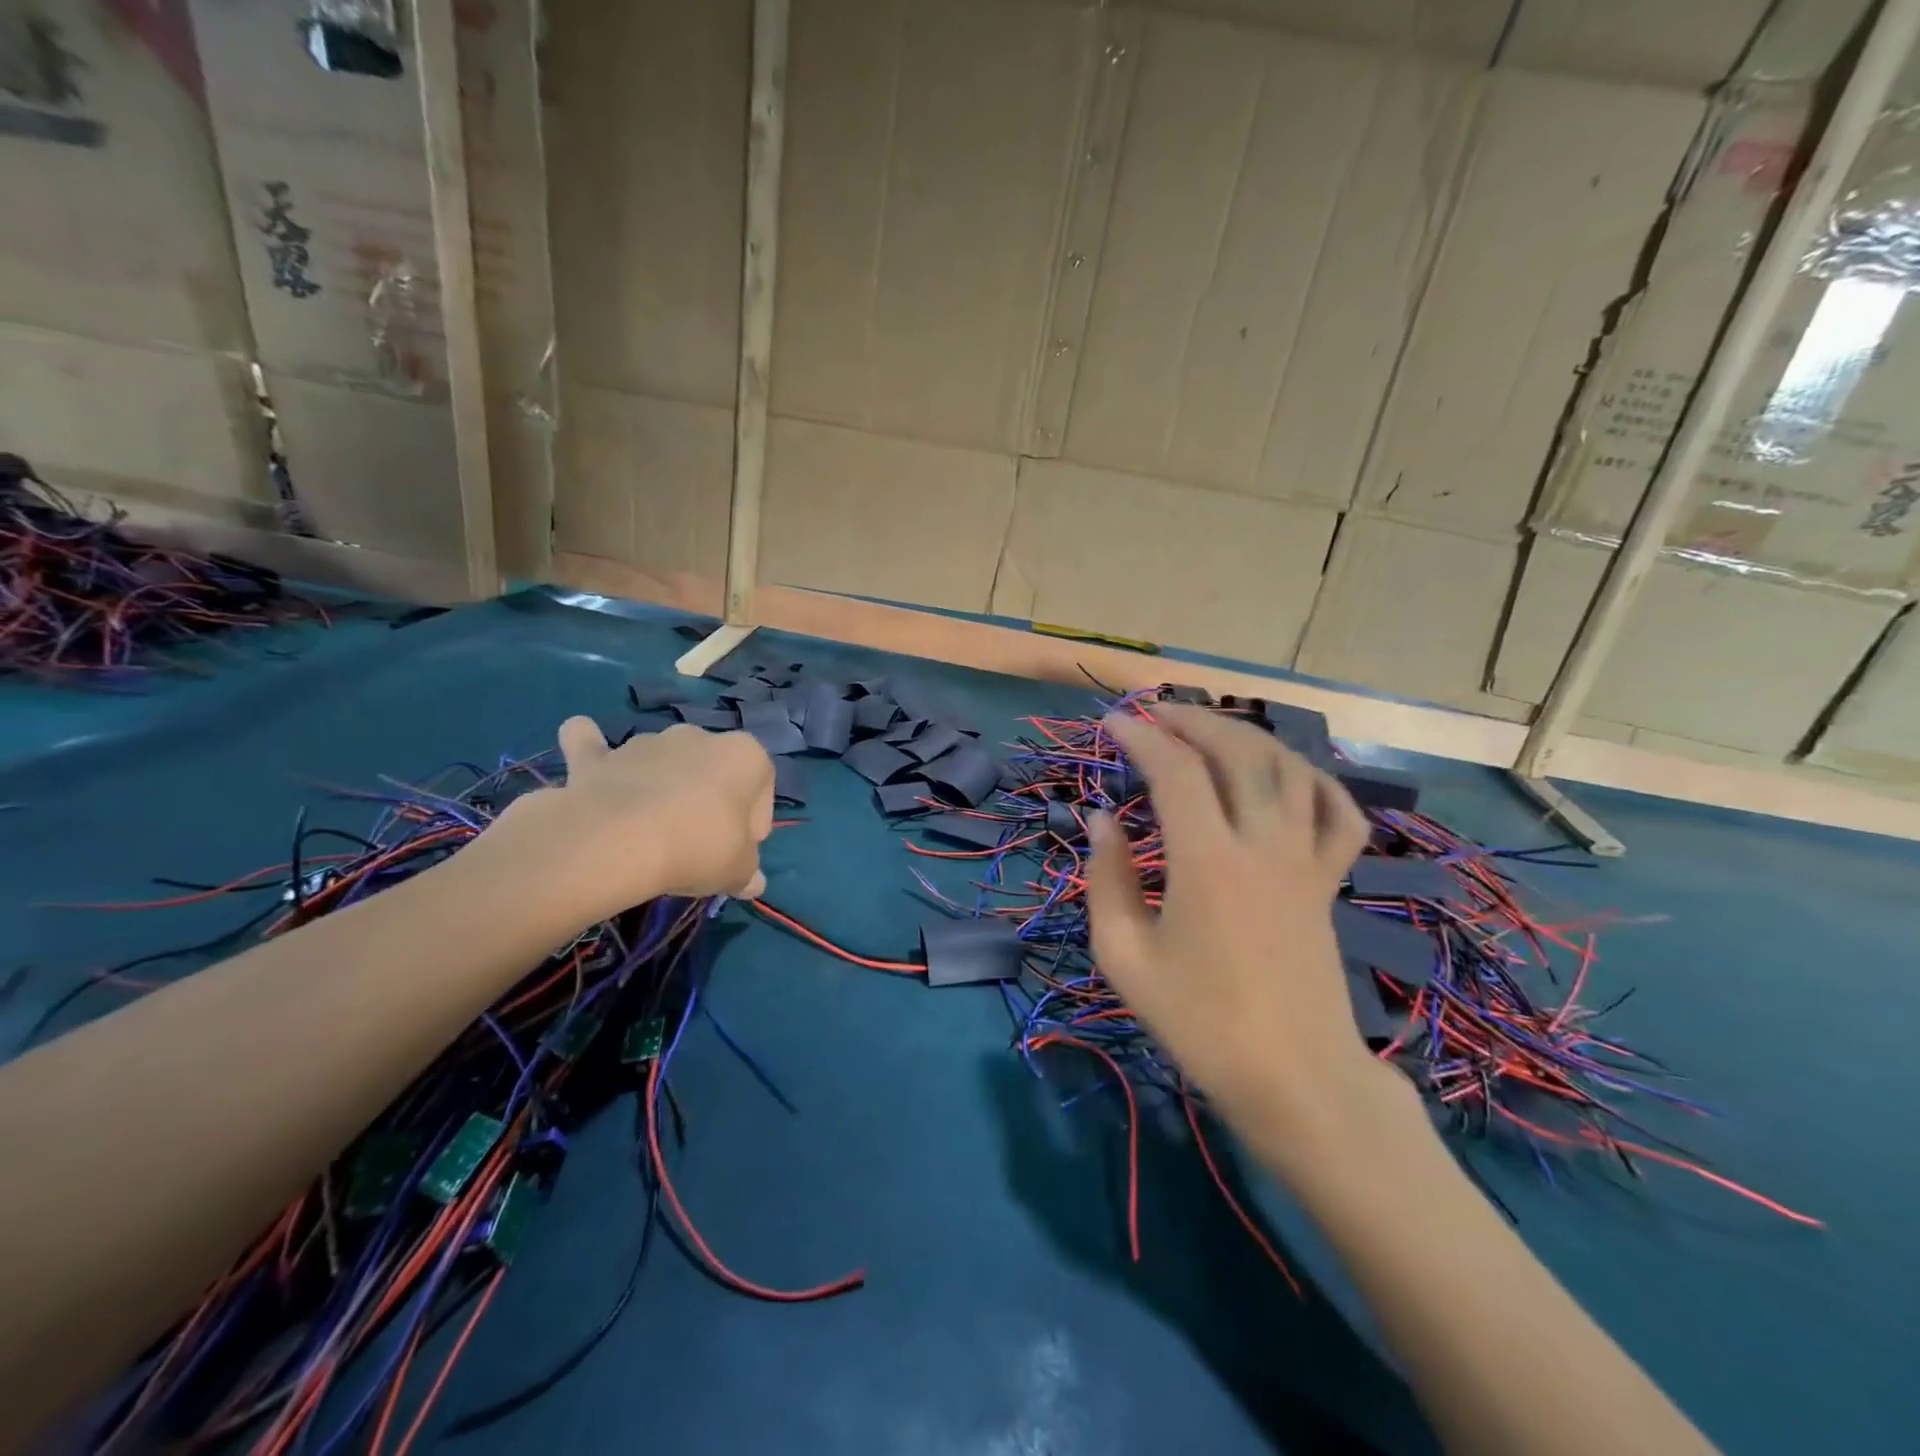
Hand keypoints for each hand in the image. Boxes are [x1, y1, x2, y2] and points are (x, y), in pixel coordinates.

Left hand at [484, 717, 773, 929]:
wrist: (618, 841)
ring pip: (663, 761)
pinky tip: (593, 763)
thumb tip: (753, 884)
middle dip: (710, 801)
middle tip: (699, 845)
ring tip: (652, 833)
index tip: (739, 853)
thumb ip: (748, 873)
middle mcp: (700, 737)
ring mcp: (648, 742)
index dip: (753, 825)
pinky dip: (592, 749)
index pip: (762, 790)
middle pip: (713, 772)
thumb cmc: (698, 848)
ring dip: (663, 786)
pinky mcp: (599, 757)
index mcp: (745, 755)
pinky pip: (595, 746)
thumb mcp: (738, 871)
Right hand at [1086, 704, 1399, 1157]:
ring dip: (1247, 736)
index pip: (1175, 771)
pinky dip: (1316, 780)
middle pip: (1237, 751)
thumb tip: (1103, 819)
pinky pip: (1339, 814)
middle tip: (1155, 714)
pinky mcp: (1329, 881)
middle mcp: (1263, 844)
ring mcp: (1305, 860)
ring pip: (1288, 768)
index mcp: (1207, 861)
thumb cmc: (1200, 1023)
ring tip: (1210, 729)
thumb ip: (1107, 879)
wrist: (1294, 1079)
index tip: (1112, 723)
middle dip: (1193, 720)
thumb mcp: (1125, 957)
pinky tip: (1289, 774)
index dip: (1141, 737)